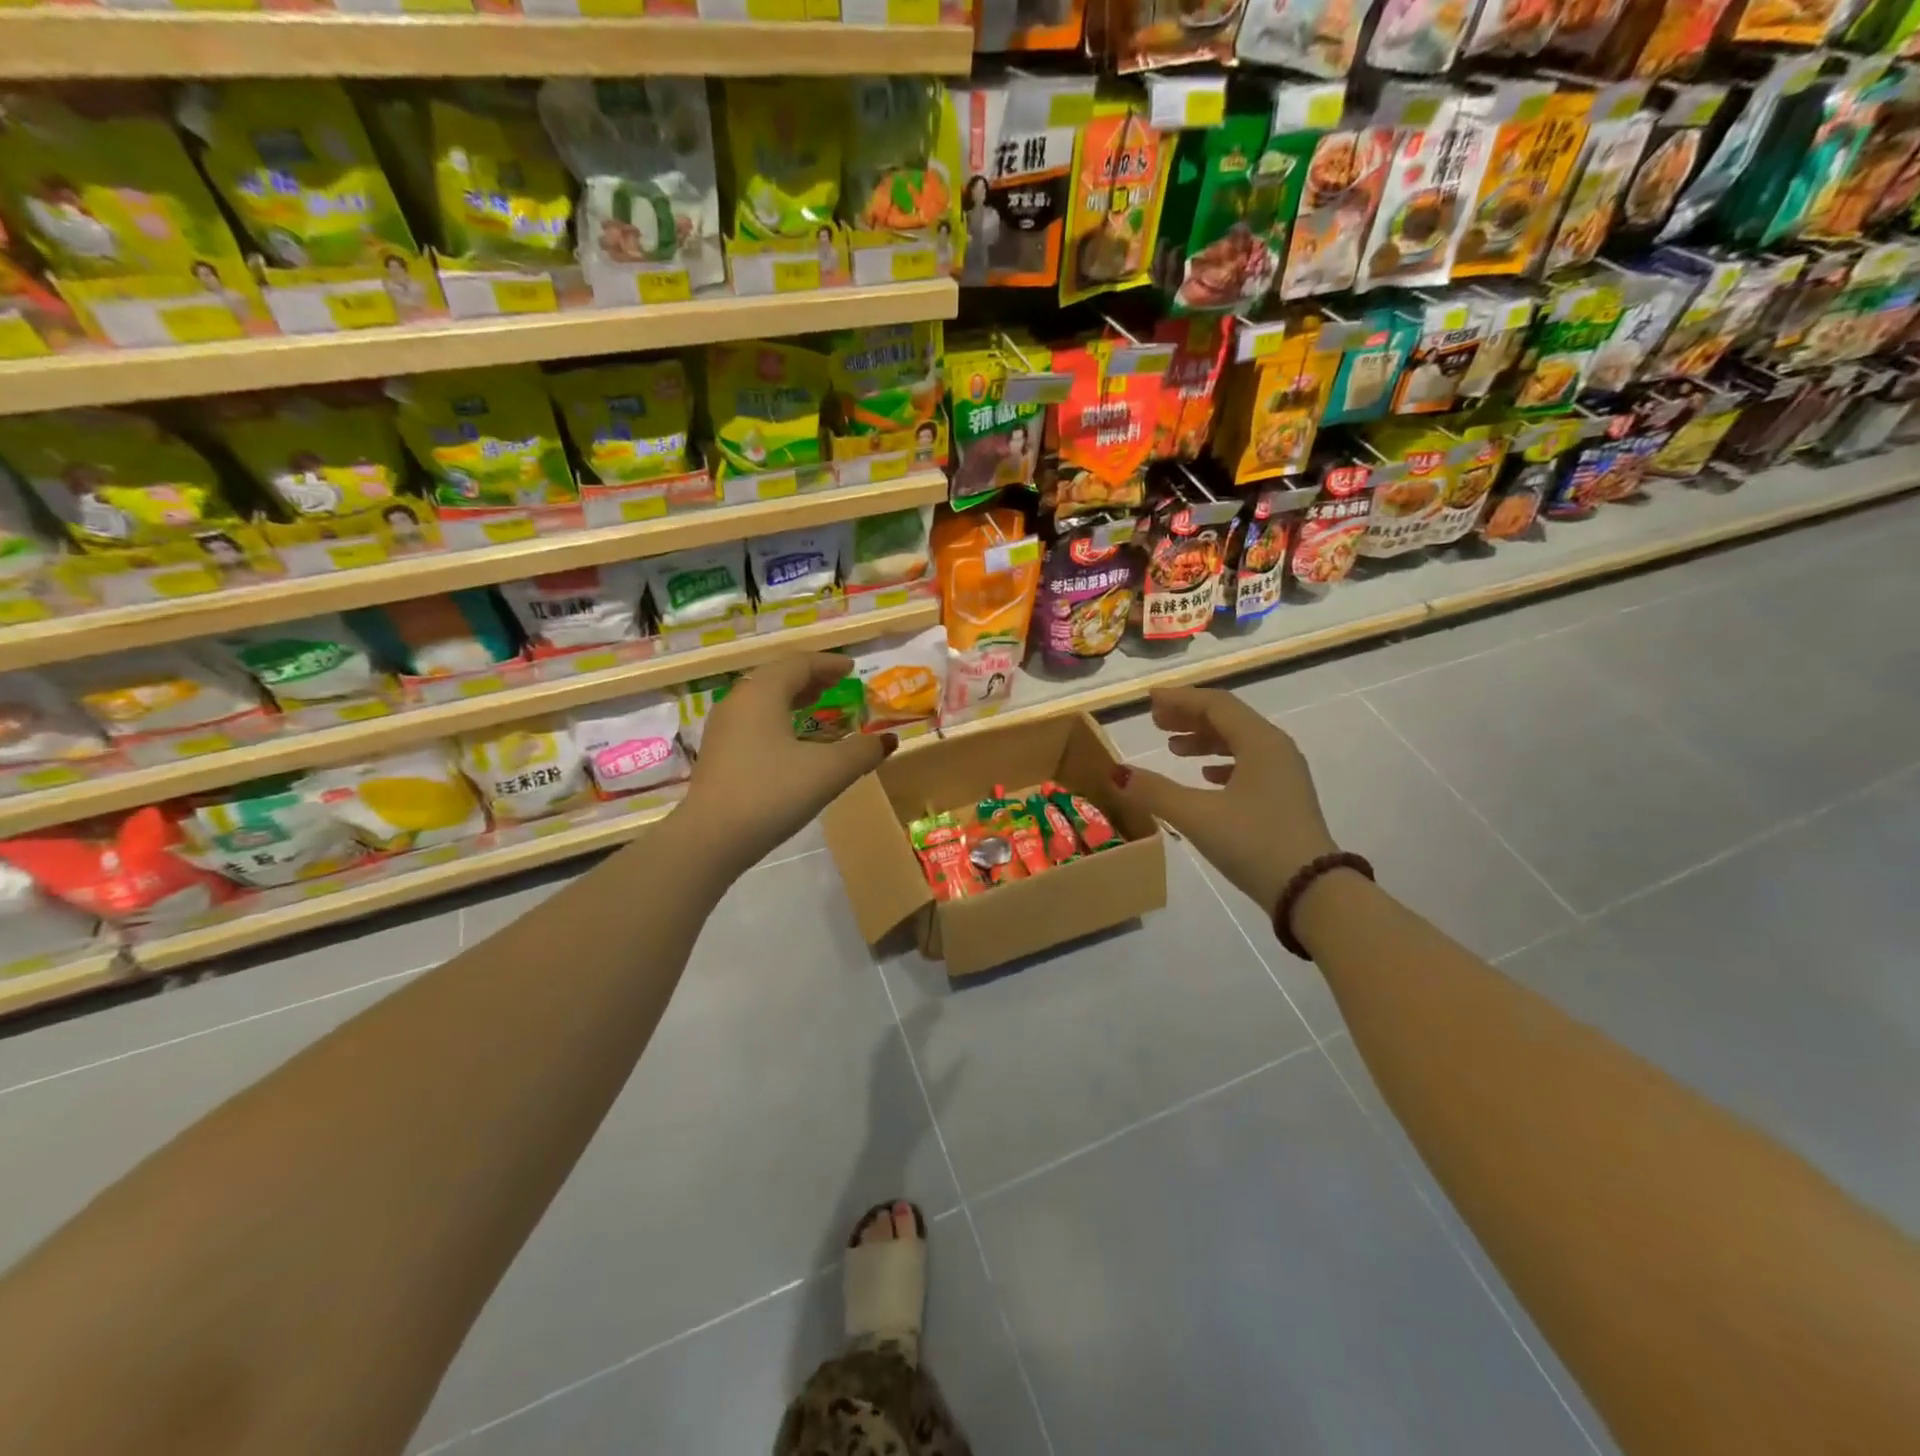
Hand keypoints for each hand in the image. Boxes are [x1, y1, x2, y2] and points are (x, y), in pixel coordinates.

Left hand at [684, 653, 893, 872]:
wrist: (711, 838)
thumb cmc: (773, 793)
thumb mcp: (829, 771)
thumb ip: (862, 751)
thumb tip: (887, 739)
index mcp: (763, 693)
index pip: (798, 664)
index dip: (828, 664)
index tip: (851, 668)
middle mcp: (738, 702)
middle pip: (777, 677)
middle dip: (809, 678)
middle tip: (835, 684)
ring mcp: (723, 729)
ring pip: (762, 700)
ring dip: (791, 698)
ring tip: (815, 706)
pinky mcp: (717, 755)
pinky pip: (752, 722)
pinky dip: (777, 719)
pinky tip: (790, 742)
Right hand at [1109, 686, 1337, 916]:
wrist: (1312, 892)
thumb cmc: (1254, 843)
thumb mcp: (1197, 816)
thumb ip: (1155, 791)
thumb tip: (1118, 773)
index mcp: (1260, 742)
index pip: (1216, 704)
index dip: (1180, 699)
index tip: (1149, 700)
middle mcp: (1276, 749)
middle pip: (1228, 719)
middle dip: (1189, 716)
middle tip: (1155, 721)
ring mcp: (1284, 775)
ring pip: (1239, 742)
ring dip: (1204, 740)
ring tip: (1172, 748)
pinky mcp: (1284, 799)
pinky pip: (1249, 765)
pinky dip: (1221, 763)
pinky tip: (1205, 776)